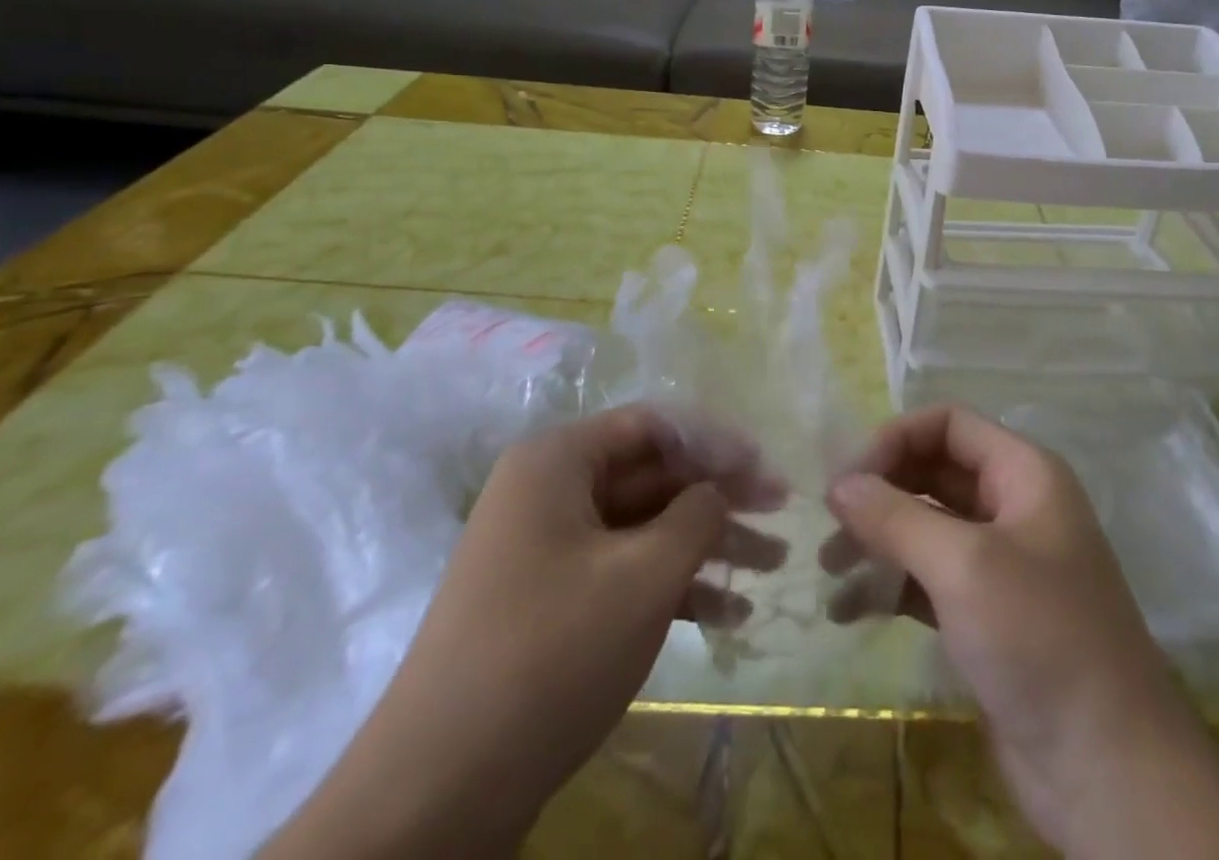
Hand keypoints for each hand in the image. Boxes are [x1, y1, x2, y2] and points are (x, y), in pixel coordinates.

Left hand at [263, 405, 786, 859]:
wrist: (437, 794)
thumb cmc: (550, 653)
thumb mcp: (643, 575)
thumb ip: (697, 515)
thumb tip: (719, 490)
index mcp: (558, 460)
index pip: (652, 425)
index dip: (715, 440)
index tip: (766, 465)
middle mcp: (549, 491)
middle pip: (652, 474)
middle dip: (719, 496)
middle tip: (781, 513)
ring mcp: (549, 549)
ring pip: (645, 526)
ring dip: (707, 544)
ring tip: (772, 565)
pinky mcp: (552, 602)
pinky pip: (624, 571)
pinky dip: (674, 586)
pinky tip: (730, 614)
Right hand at [822, 405, 1218, 859]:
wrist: (1110, 774)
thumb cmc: (1041, 640)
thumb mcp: (964, 566)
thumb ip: (896, 516)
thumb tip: (839, 483)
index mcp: (1024, 474)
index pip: (948, 424)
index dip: (896, 438)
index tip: (848, 479)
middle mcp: (1013, 507)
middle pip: (934, 471)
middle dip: (881, 490)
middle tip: (829, 521)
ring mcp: (1001, 564)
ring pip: (927, 526)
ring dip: (878, 538)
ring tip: (829, 566)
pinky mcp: (986, 616)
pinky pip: (928, 579)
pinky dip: (889, 584)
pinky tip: (848, 608)